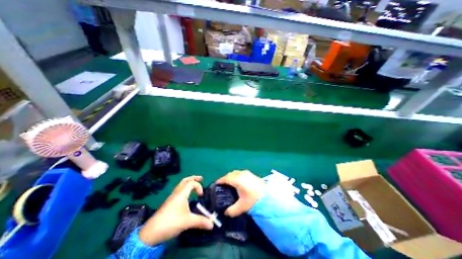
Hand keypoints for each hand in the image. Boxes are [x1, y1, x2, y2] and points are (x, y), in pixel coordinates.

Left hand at [139, 175, 214, 245]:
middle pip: (185, 180)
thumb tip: (213, 224)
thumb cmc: (171, 222)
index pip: (192, 183)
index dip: (199, 186)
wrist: (151, 232)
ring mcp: (172, 197)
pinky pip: (178, 190)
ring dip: (188, 182)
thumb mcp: (188, 221)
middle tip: (201, 178)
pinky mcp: (169, 202)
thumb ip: (201, 221)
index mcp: (181, 193)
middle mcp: (176, 192)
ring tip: (194, 185)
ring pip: (181, 185)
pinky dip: (185, 188)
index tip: (201, 196)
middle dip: (194, 178)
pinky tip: (186, 196)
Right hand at [215, 171, 263, 216]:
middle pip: (230, 174)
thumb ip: (232, 210)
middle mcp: (241, 174)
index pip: (226, 178)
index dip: (220, 180)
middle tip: (223, 184)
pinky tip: (239, 182)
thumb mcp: (242, 207)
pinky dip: (237, 176)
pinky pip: (240, 173)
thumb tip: (226, 212)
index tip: (216, 184)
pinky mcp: (251, 174)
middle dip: (225, 178)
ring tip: (230, 183)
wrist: (268, 195)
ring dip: (231, 176)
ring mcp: (247, 173)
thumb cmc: (253, 200)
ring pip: (236, 172)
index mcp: (237, 180)